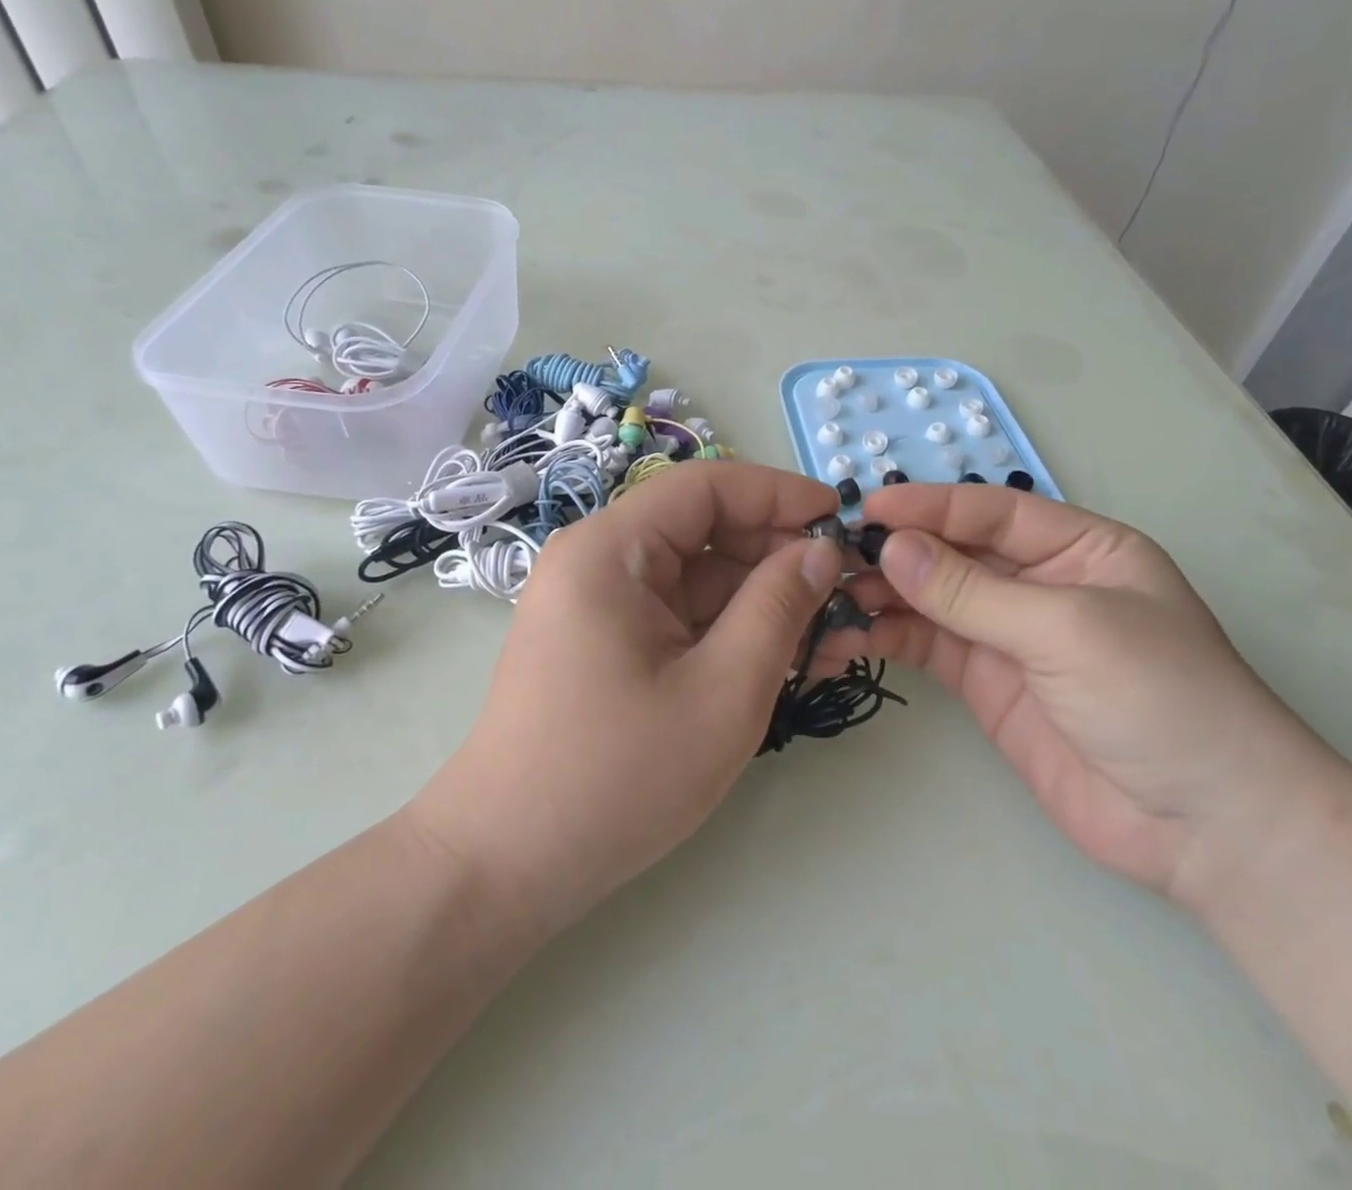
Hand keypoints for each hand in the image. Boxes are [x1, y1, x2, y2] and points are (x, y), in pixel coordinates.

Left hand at [412, 461, 842, 932]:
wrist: (507, 864)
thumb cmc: (617, 776)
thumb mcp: (723, 691)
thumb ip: (779, 608)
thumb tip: (820, 550)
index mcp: (610, 549)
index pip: (706, 487)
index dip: (778, 494)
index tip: (840, 520)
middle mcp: (597, 560)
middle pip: (703, 531)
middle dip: (776, 557)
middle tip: (844, 593)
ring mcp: (597, 603)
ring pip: (696, 578)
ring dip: (760, 601)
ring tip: (829, 638)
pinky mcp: (604, 641)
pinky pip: (678, 615)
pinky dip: (728, 630)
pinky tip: (781, 660)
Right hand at [836, 485, 1342, 902]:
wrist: (1208, 829)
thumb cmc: (1161, 698)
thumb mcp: (1068, 628)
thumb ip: (973, 592)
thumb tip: (891, 549)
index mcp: (1078, 548)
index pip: (990, 512)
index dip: (928, 507)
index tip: (866, 511)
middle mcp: (1038, 583)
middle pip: (953, 553)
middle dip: (896, 552)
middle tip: (831, 558)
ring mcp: (1009, 635)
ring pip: (931, 600)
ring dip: (882, 595)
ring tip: (829, 597)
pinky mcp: (986, 684)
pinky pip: (928, 647)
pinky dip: (889, 638)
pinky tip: (851, 636)